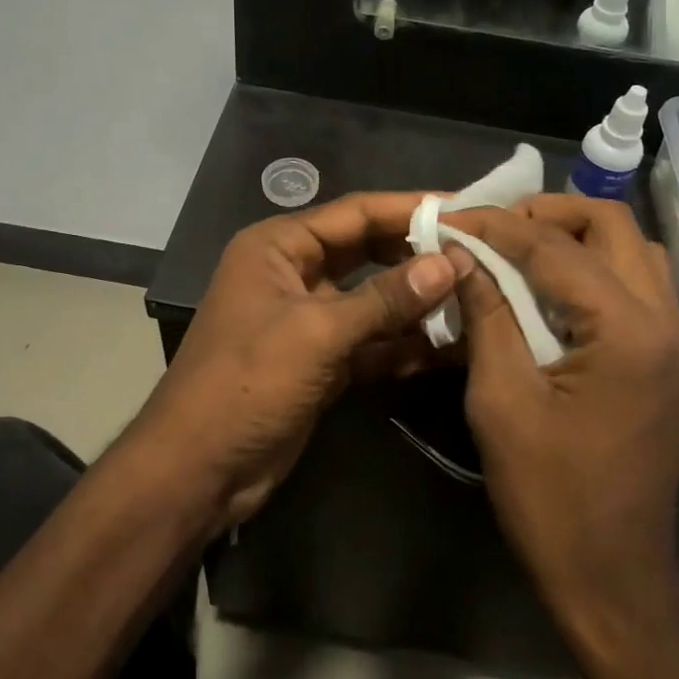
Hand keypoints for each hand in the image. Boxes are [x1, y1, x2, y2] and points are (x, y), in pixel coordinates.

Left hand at [135, 193, 460, 530]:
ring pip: (373, 300)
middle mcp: (293, 274)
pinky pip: (371, 342)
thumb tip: (451, 263)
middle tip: (480, 255)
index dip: (411, 208)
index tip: (467, 209)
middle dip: (419, 255)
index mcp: (278, 247)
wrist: (199, 469)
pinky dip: (404, 344)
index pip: (356, 213)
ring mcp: (308, 320)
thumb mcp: (317, 333)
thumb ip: (385, 298)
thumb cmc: (247, 383)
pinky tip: (451, 347)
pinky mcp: (321, 362)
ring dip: (418, 303)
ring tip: (479, 299)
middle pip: (368, 252)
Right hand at [444, 196, 678, 632]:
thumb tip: (462, 255)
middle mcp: (665, 319)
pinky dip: (595, 266)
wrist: (613, 572)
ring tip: (519, 248)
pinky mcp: (670, 358)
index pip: (554, 246)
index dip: (495, 225)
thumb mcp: (500, 400)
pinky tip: (553, 287)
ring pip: (632, 248)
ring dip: (576, 236)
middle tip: (490, 228)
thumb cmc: (549, 494)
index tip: (449, 218)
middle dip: (546, 213)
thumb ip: (486, 314)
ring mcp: (676, 338)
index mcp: (627, 329)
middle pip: (611, 224)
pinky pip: (638, 283)